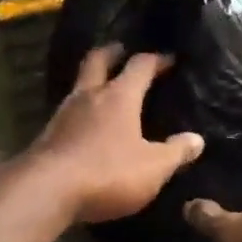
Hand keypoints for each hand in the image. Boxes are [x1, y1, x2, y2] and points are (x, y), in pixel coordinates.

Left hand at [30, 45, 205, 223]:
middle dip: (112, 52)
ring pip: (79, 85)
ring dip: (93, 81)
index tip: (169, 59)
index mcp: (119, 96)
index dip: (156, 60)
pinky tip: (86, 124)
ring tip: (105, 88)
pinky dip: (81, 110)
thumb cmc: (107, 173)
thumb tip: (196, 139)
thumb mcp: (153, 168)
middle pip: (97, 61)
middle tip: (121, 50)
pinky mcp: (47, 135)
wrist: (45, 191)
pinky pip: (68, 112)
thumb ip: (176, 152)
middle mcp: (89, 96)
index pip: (140, 66)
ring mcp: (64, 114)